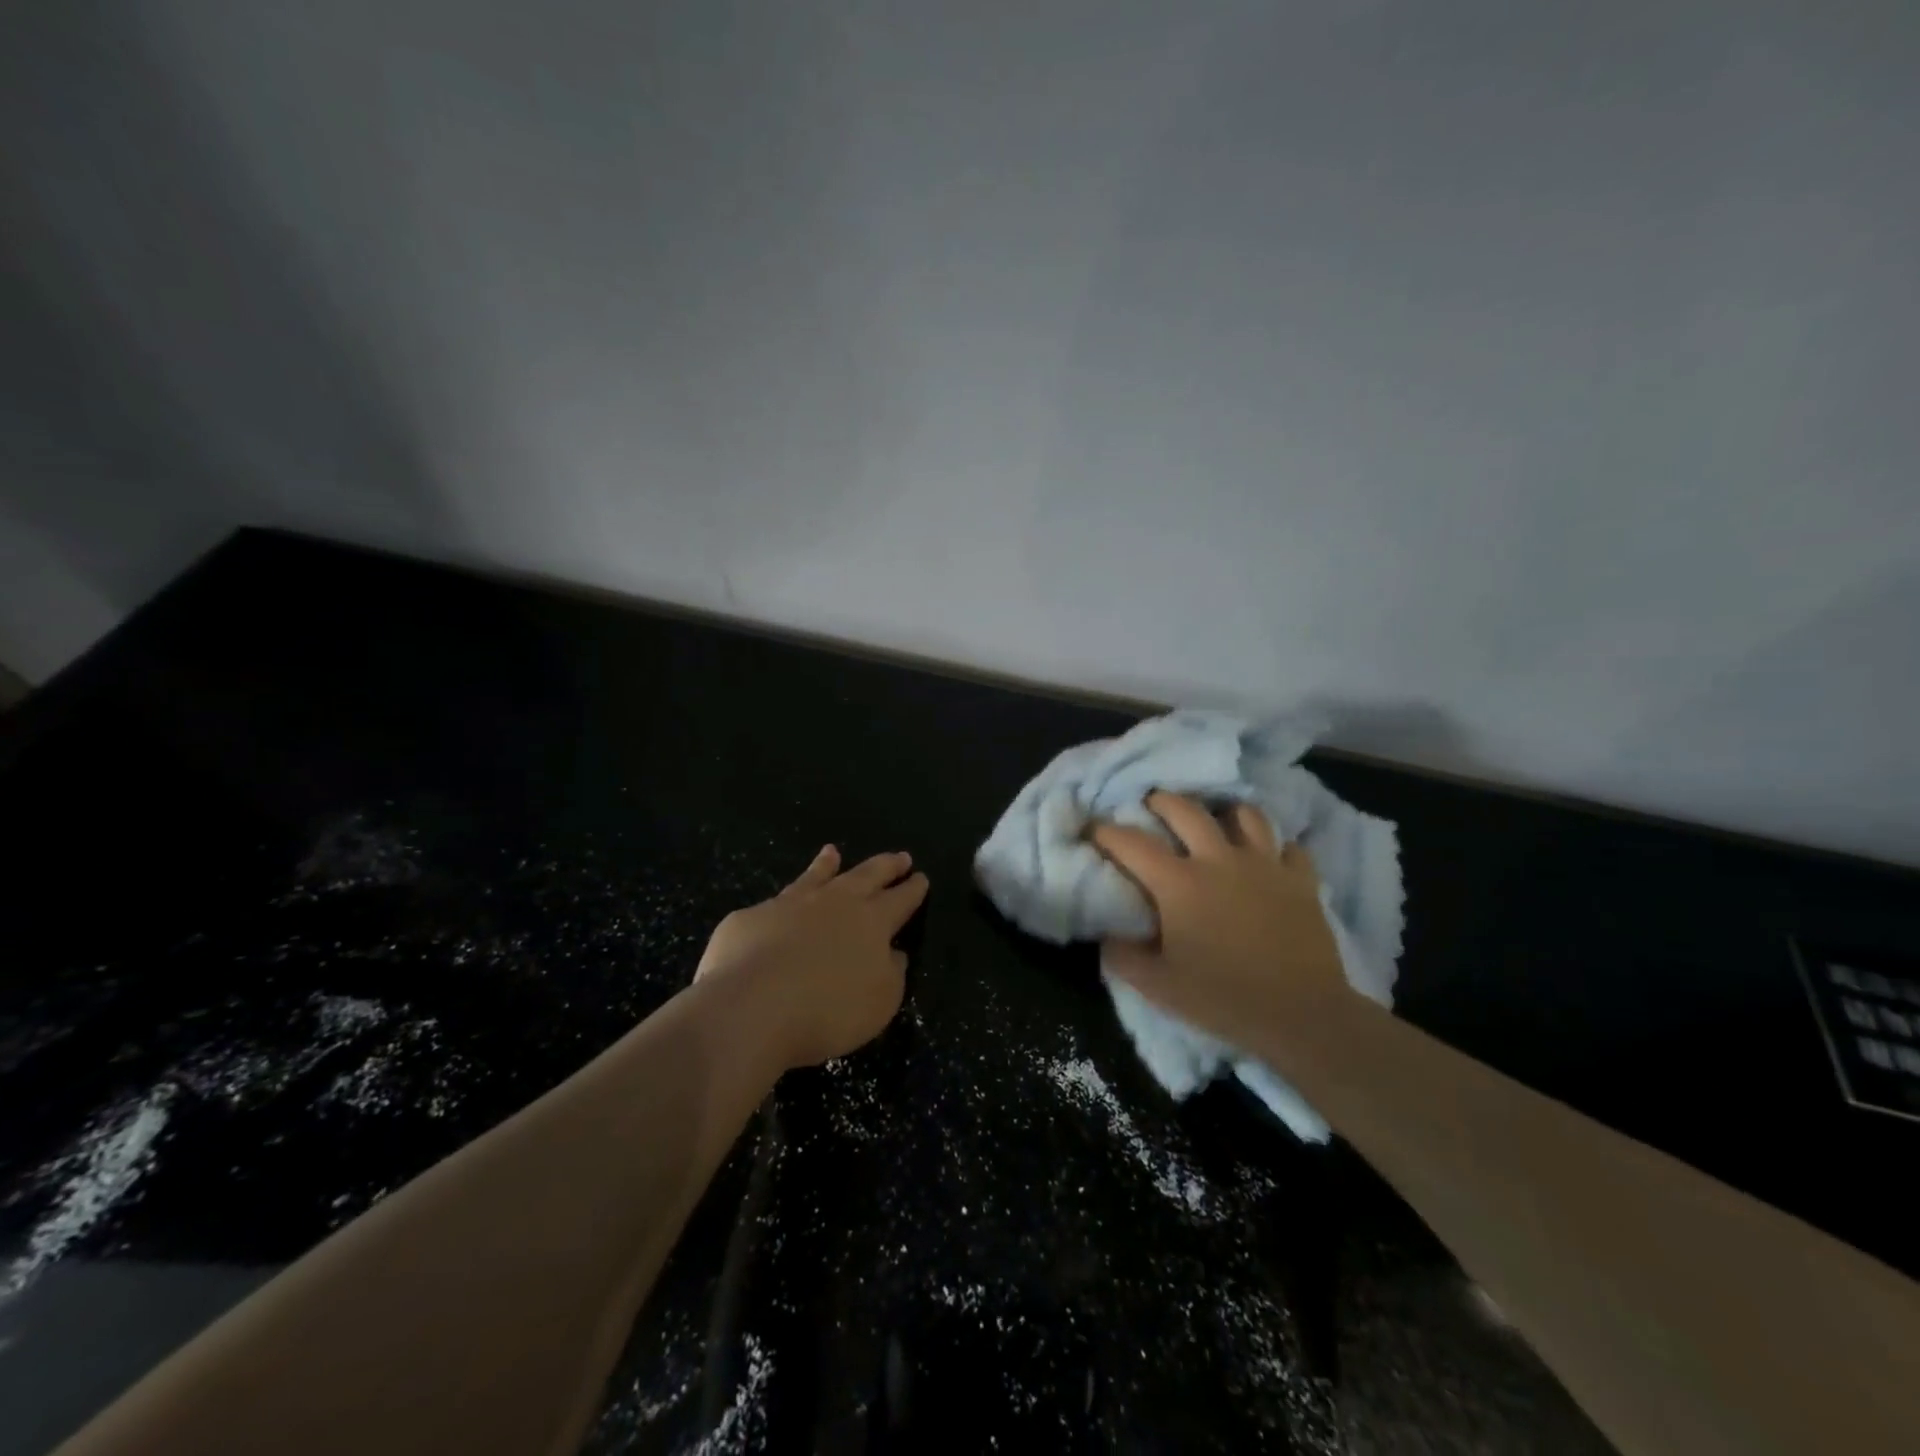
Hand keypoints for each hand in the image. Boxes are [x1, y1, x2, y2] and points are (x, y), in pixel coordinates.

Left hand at [694, 845, 928, 1070]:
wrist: (752, 1005)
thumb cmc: (828, 1011)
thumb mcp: (879, 1002)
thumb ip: (891, 974)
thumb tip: (894, 953)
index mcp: (872, 922)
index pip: (900, 900)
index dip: (912, 889)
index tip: (921, 877)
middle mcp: (835, 903)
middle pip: (866, 876)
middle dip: (886, 866)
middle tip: (900, 857)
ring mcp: (791, 905)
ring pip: (816, 877)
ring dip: (827, 865)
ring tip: (832, 851)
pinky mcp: (752, 918)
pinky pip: (774, 903)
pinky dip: (784, 898)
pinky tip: (776, 905)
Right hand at [1091, 792, 1347, 1040]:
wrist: (1302, 1016)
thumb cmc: (1224, 998)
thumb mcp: (1158, 987)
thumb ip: (1122, 956)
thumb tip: (1107, 934)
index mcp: (1179, 883)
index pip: (1131, 843)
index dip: (1105, 832)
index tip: (1093, 830)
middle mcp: (1219, 860)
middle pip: (1185, 809)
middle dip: (1160, 802)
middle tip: (1150, 807)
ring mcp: (1264, 865)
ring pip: (1244, 815)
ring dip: (1224, 814)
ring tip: (1216, 823)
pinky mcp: (1301, 880)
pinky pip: (1289, 846)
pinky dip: (1275, 847)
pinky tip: (1268, 858)